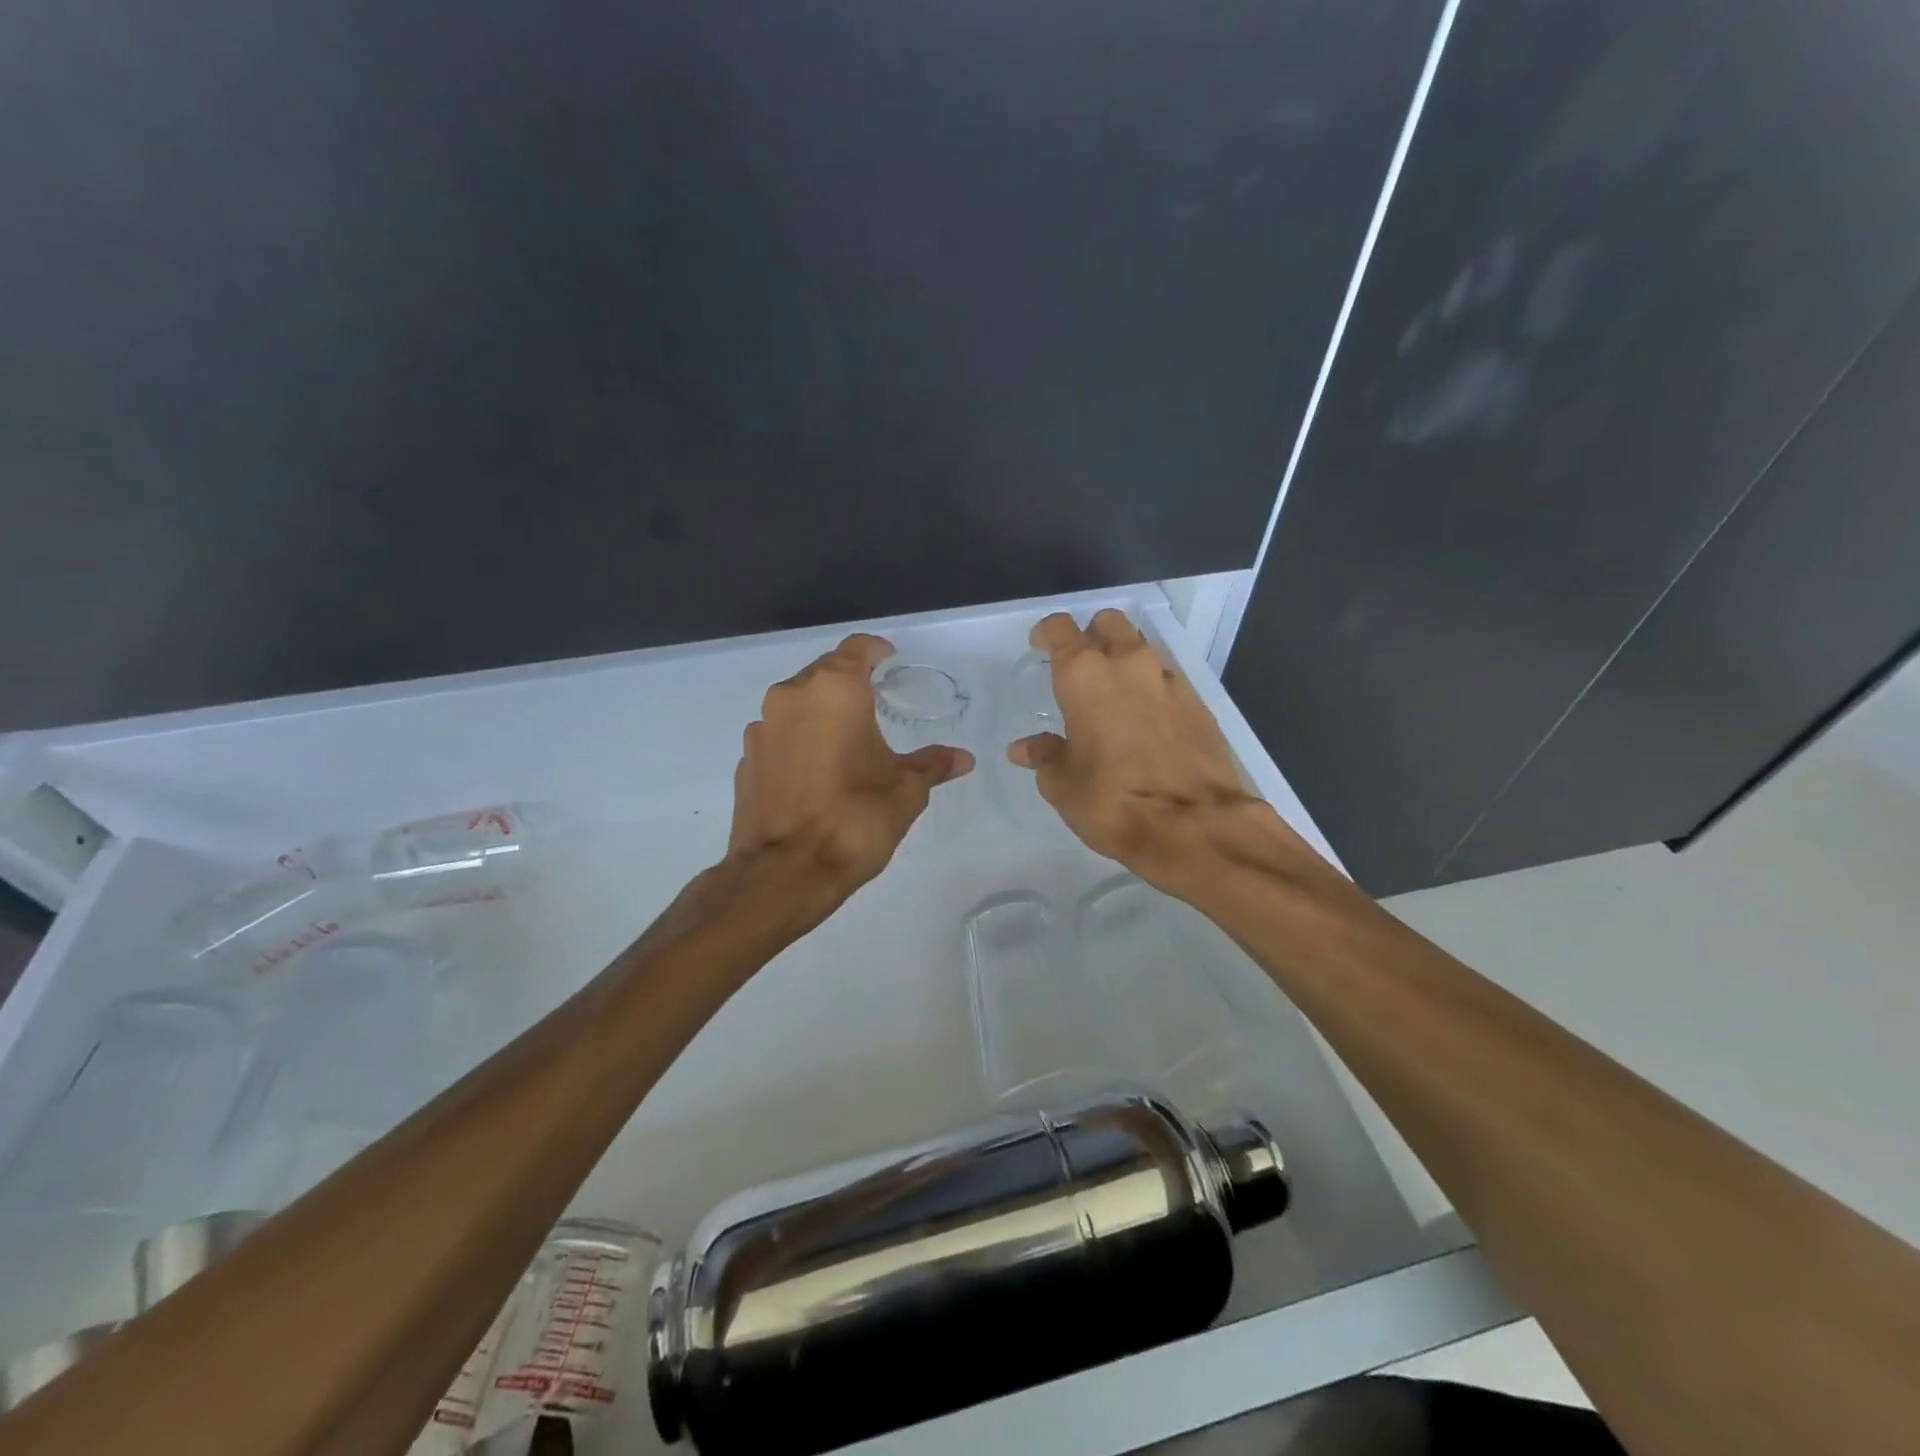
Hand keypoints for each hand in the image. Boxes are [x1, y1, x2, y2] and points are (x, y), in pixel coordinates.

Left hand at [730, 633, 973, 904]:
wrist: (784, 874)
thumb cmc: (854, 819)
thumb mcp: (905, 791)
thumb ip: (932, 765)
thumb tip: (964, 758)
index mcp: (834, 690)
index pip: (858, 648)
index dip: (878, 651)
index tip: (892, 663)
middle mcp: (791, 696)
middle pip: (825, 671)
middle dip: (851, 682)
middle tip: (877, 703)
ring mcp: (762, 727)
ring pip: (798, 702)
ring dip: (822, 711)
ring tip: (847, 740)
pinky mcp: (746, 758)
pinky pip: (780, 734)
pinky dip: (800, 740)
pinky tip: (816, 771)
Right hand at [1009, 610, 1304, 898]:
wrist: (1196, 826)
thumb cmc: (1113, 801)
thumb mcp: (1063, 786)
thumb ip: (1045, 756)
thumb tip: (1026, 748)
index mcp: (1085, 675)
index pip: (1060, 629)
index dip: (1047, 634)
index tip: (1040, 648)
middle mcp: (1128, 665)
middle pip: (1109, 624)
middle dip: (1092, 636)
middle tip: (1081, 668)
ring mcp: (1169, 682)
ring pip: (1142, 650)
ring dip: (1125, 663)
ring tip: (1115, 699)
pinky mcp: (1199, 705)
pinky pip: (1167, 682)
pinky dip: (1152, 692)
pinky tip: (1147, 724)